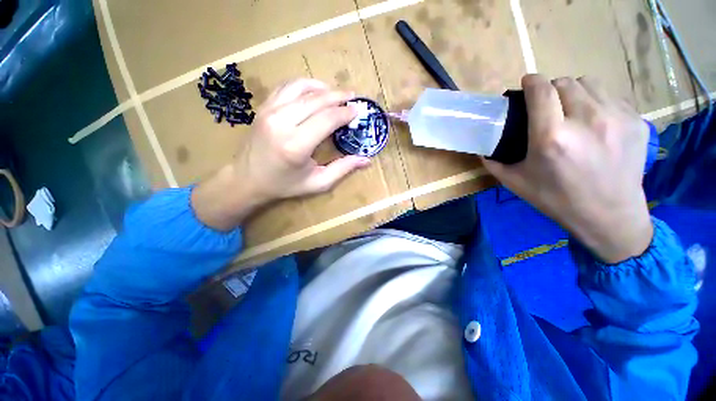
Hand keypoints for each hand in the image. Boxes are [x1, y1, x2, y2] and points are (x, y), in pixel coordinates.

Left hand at [193, 79, 370, 230]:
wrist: (247, 179)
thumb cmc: (285, 185)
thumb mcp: (317, 183)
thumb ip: (342, 169)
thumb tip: (366, 160)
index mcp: (297, 145)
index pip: (327, 119)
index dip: (345, 113)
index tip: (357, 112)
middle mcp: (282, 123)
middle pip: (317, 100)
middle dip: (339, 96)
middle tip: (353, 97)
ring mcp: (269, 111)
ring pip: (301, 88)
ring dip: (322, 88)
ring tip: (336, 93)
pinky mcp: (263, 107)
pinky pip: (286, 87)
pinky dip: (304, 85)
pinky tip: (314, 91)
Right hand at [483, 75, 652, 263]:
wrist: (609, 215)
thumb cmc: (556, 199)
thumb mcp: (516, 183)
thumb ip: (494, 162)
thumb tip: (482, 149)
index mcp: (551, 138)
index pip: (541, 91)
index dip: (531, 81)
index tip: (527, 83)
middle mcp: (585, 121)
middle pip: (564, 83)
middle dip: (551, 89)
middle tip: (547, 106)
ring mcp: (616, 118)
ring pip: (589, 83)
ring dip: (574, 92)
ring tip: (572, 111)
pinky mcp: (636, 121)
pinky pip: (610, 97)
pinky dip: (596, 103)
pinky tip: (594, 124)